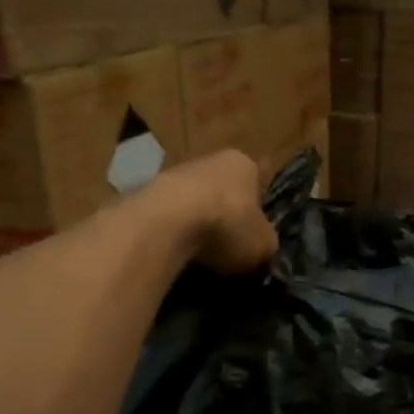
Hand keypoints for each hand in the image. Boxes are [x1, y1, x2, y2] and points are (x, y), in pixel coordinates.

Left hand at [156, 150, 277, 274]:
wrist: (166, 222)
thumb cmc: (227, 225)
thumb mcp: (264, 245)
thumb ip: (266, 244)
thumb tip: (262, 249)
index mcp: (244, 164)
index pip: (258, 185)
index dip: (258, 212)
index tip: (254, 235)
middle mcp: (210, 159)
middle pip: (224, 191)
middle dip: (226, 216)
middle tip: (229, 248)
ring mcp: (175, 172)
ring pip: (194, 201)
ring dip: (197, 223)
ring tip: (200, 254)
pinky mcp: (147, 190)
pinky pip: (169, 215)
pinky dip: (174, 231)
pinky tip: (176, 251)